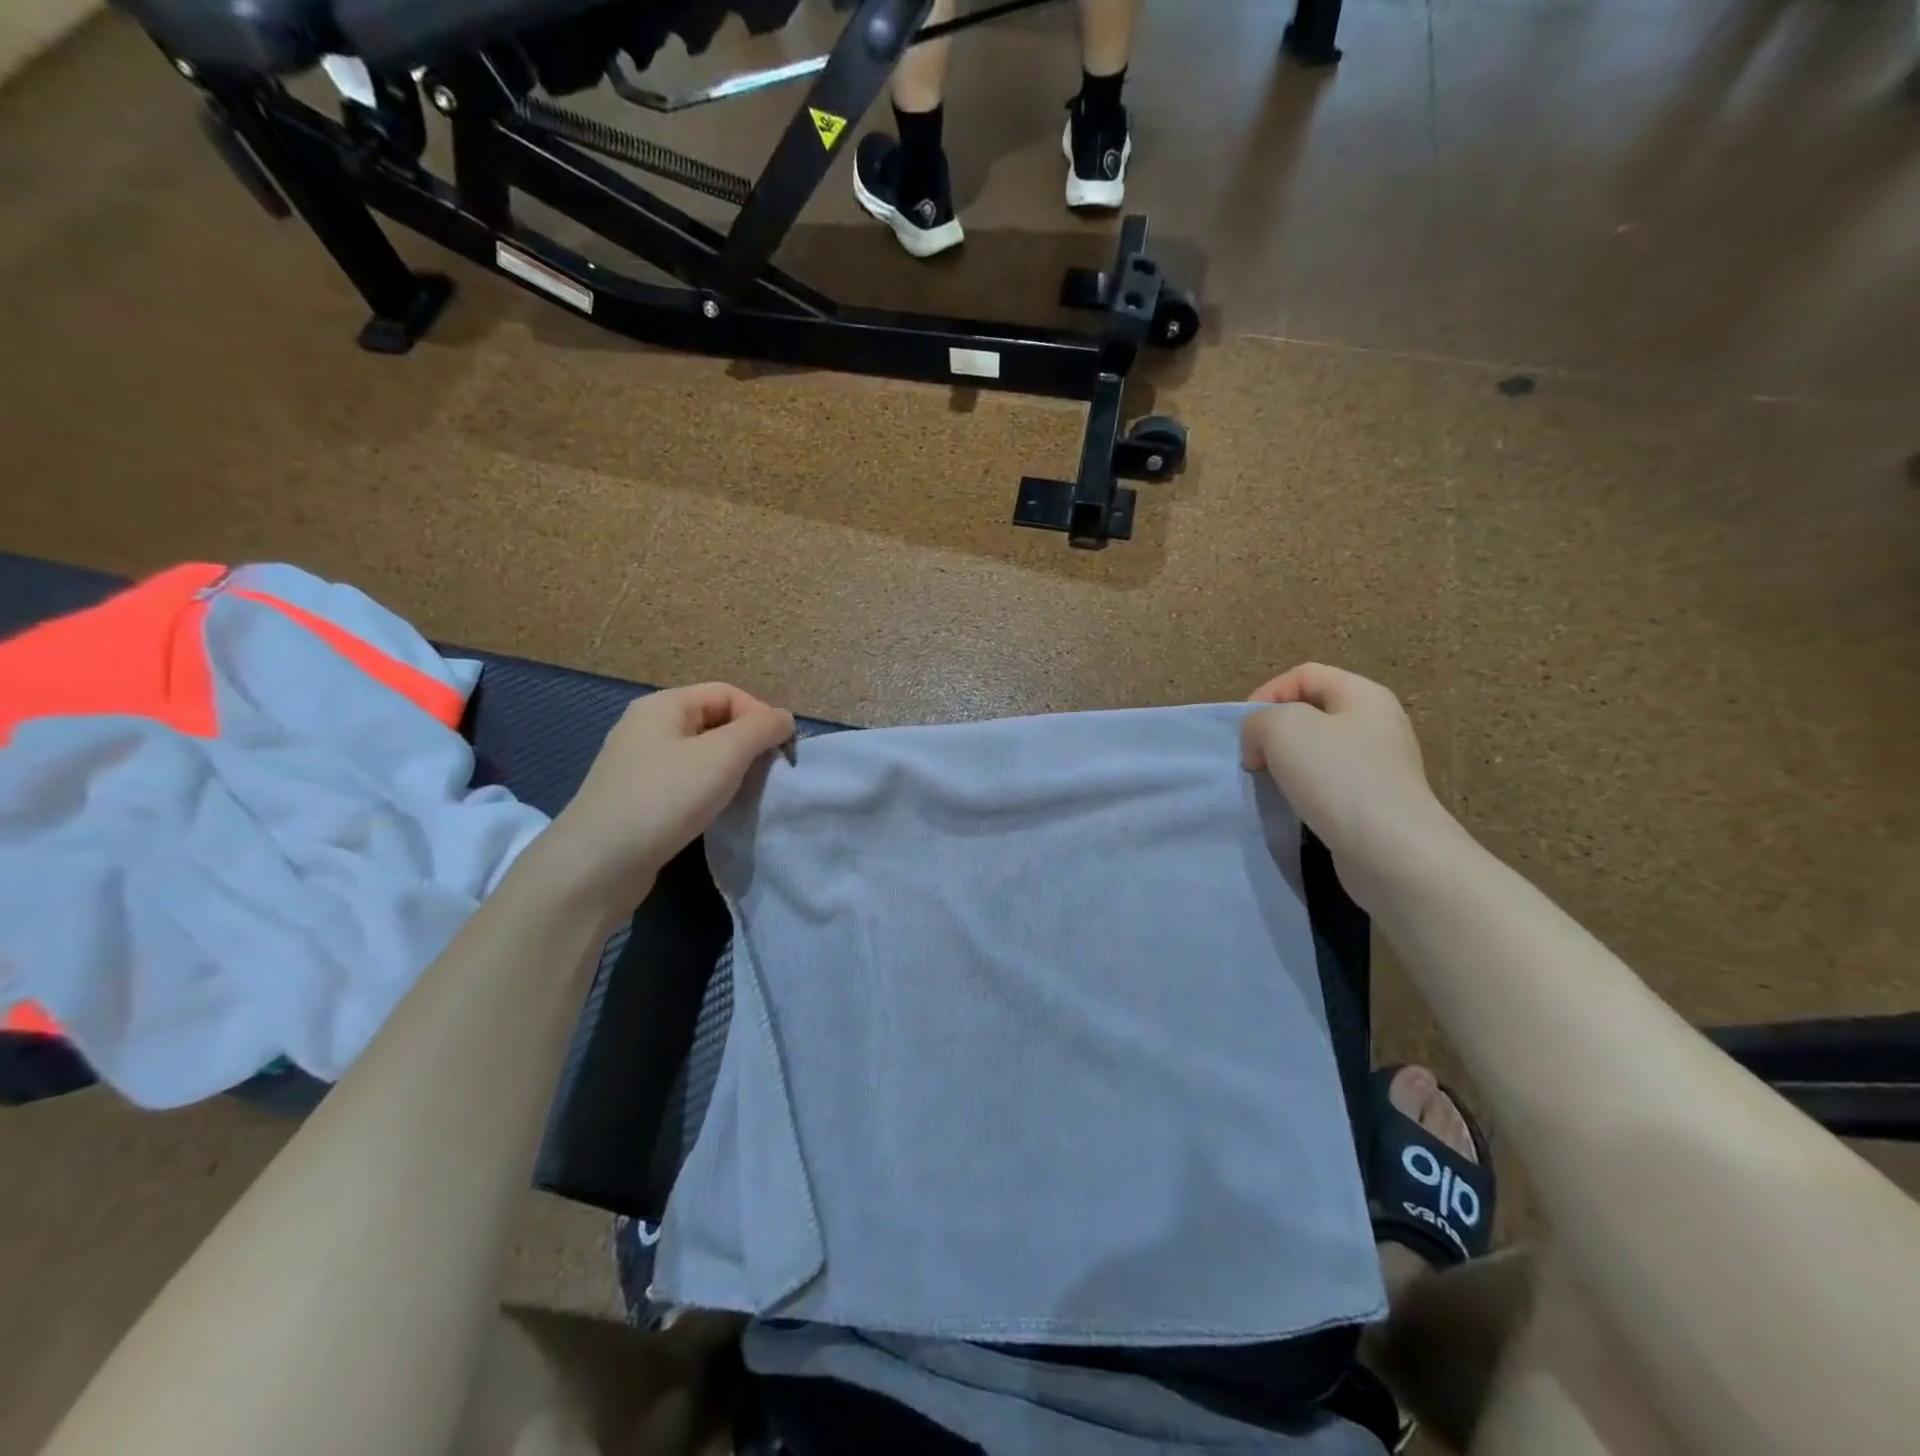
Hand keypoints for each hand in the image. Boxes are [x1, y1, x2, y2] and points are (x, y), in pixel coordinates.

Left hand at [541, 684, 794, 905]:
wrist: (599, 864)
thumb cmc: (666, 798)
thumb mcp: (723, 755)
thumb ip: (761, 729)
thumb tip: (784, 719)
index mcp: (664, 705)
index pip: (728, 693)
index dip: (761, 717)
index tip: (782, 753)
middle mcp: (647, 726)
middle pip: (714, 720)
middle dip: (747, 744)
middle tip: (768, 775)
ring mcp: (638, 763)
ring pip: (700, 754)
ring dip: (729, 770)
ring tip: (744, 795)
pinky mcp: (636, 797)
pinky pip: (683, 781)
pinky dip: (707, 791)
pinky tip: (714, 812)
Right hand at [1242, 664, 1455, 876]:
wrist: (1390, 850)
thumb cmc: (1337, 776)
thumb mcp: (1282, 728)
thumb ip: (1258, 721)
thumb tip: (1260, 744)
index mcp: (1364, 695)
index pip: (1305, 674)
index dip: (1267, 693)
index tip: (1246, 731)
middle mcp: (1378, 724)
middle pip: (1311, 713)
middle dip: (1274, 732)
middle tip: (1254, 758)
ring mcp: (1380, 766)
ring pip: (1317, 752)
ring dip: (1286, 765)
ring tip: (1270, 785)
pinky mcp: (1375, 803)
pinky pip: (1329, 785)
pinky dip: (1304, 792)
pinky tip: (1294, 808)